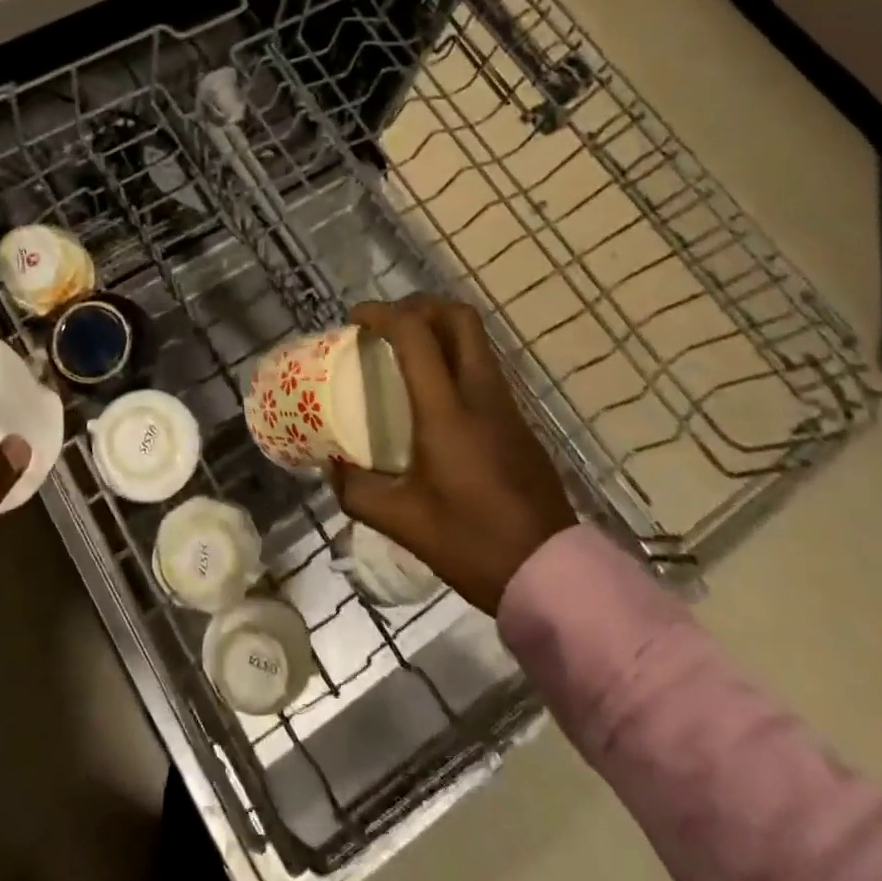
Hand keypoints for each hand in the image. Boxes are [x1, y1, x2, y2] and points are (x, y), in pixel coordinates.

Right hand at [328, 298, 575, 612]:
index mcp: (447, 412)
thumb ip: (357, 491)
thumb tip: (331, 468)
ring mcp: (507, 405)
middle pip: (459, 317)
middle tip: (387, 326)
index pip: (416, 335)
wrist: (551, 574)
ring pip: (476, 340)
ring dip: (439, 330)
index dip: (382, 314)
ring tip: (405, 355)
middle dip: (419, 307)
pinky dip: (455, 359)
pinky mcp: (519, 422)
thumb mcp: (403, 521)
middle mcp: (481, 395)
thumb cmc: (472, 543)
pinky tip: (434, 396)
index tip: (355, 319)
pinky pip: (484, 368)